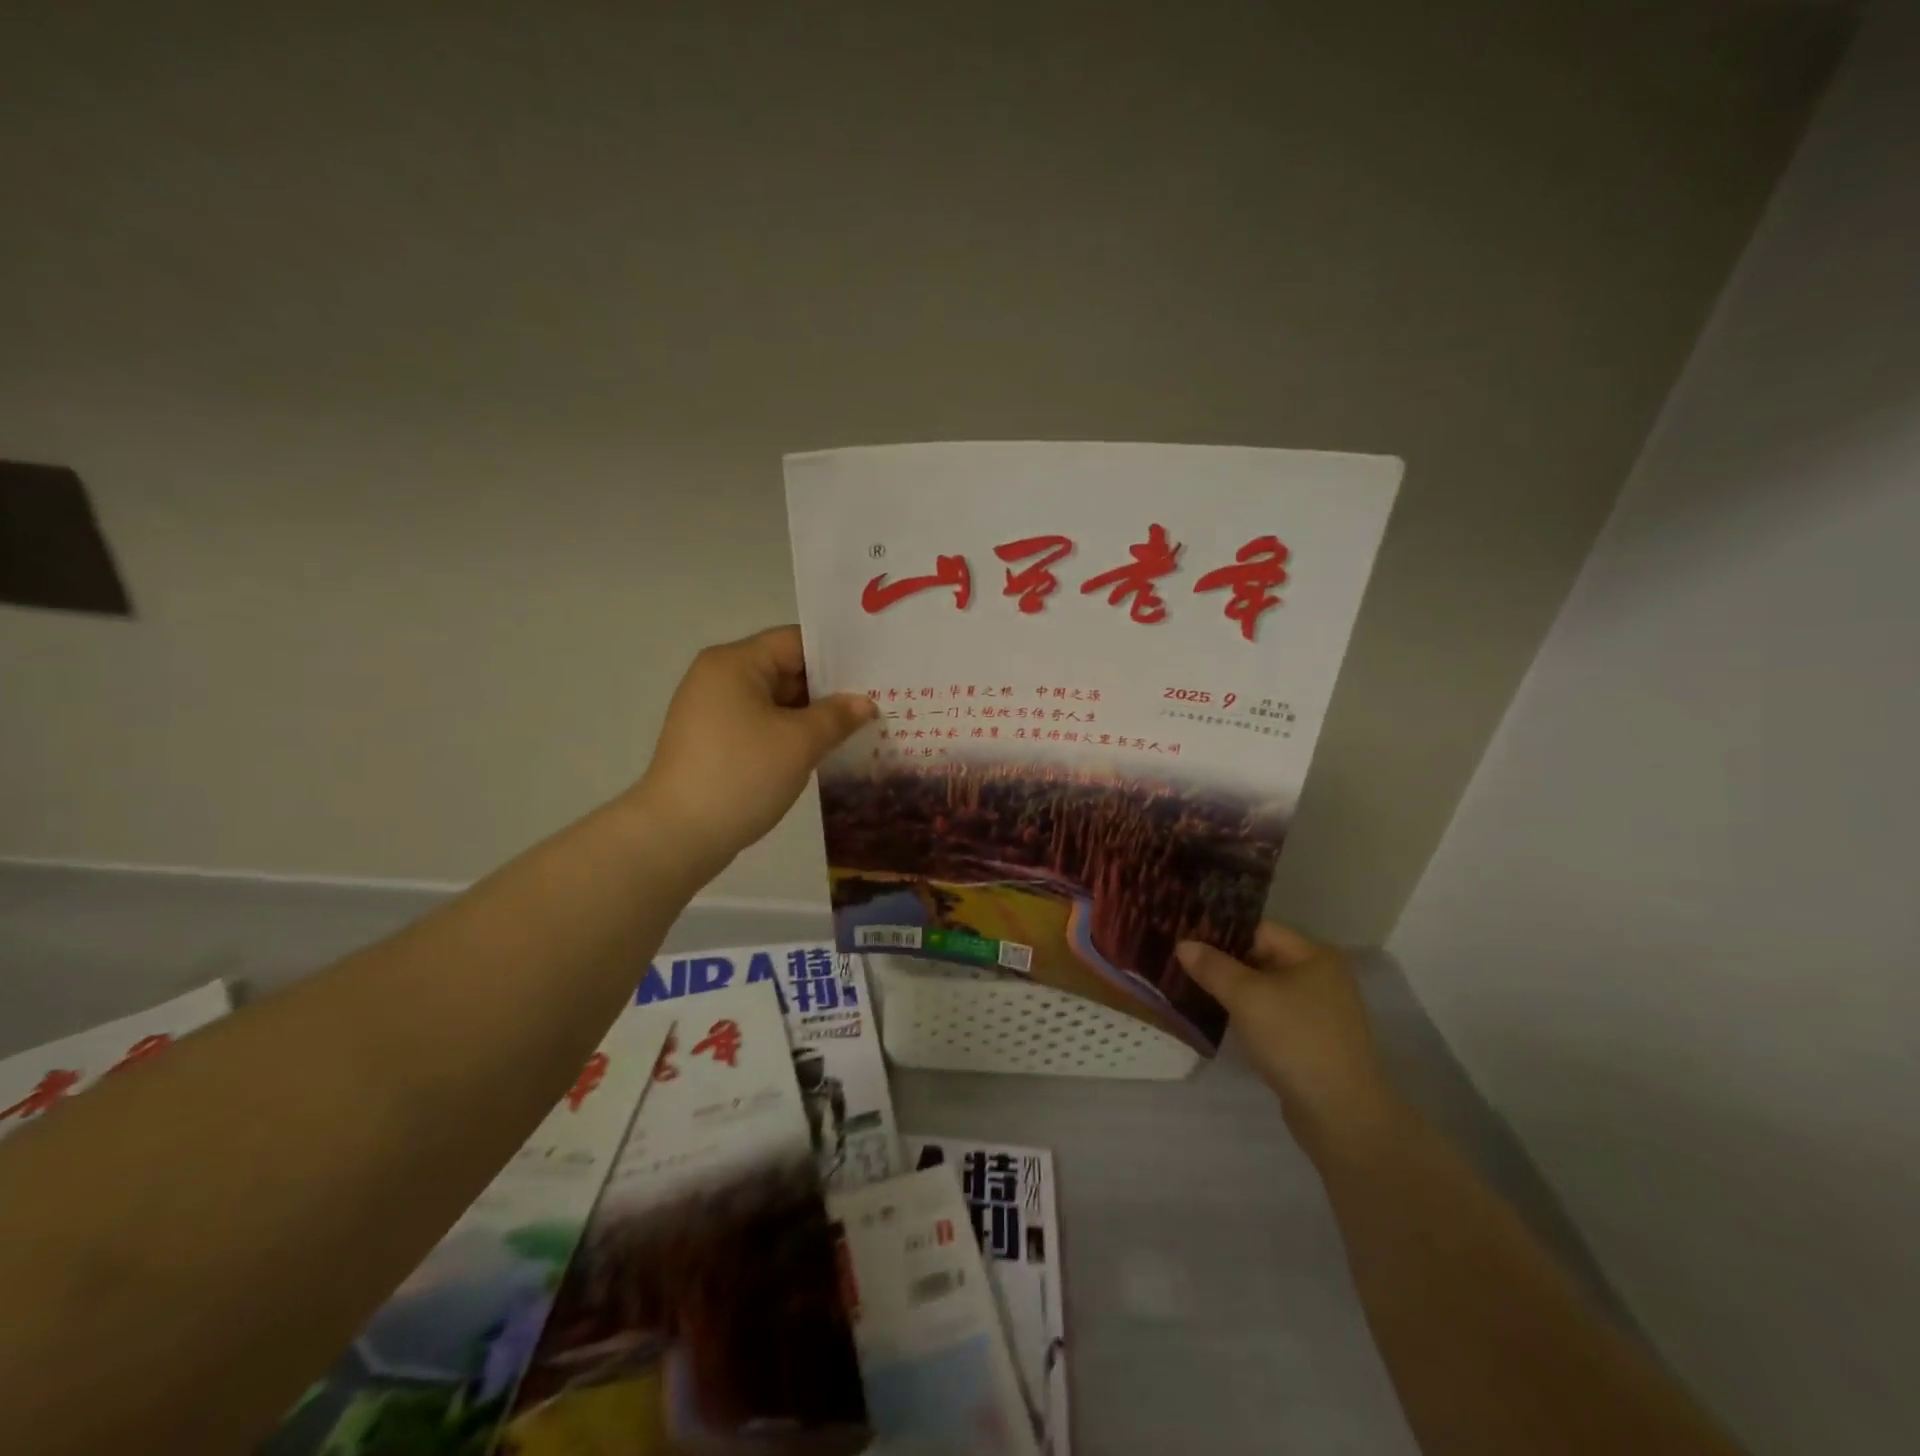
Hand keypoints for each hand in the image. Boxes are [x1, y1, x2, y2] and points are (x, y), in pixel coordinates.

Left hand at [633, 626, 876, 874]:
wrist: (677, 836)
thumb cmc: (741, 775)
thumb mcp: (799, 743)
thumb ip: (838, 716)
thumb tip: (865, 703)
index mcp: (735, 663)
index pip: (796, 642)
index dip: (837, 656)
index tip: (875, 672)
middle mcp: (719, 678)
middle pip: (785, 669)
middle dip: (829, 688)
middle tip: (877, 702)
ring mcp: (713, 712)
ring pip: (775, 701)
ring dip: (812, 715)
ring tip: (859, 728)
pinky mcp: (713, 742)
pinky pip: (761, 726)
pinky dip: (790, 734)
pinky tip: (823, 750)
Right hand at [1177, 922, 1397, 1143]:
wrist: (1340, 1114)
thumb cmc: (1294, 1040)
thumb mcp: (1246, 997)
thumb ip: (1213, 967)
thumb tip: (1183, 944)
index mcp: (1312, 955)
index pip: (1257, 930)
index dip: (1219, 932)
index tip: (1182, 937)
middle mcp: (1320, 976)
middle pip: (1260, 957)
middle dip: (1221, 962)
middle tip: (1179, 963)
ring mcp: (1318, 1010)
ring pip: (1263, 988)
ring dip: (1231, 990)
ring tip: (1190, 988)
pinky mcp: (1311, 1040)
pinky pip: (1271, 1014)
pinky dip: (1246, 1014)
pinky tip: (1218, 1018)